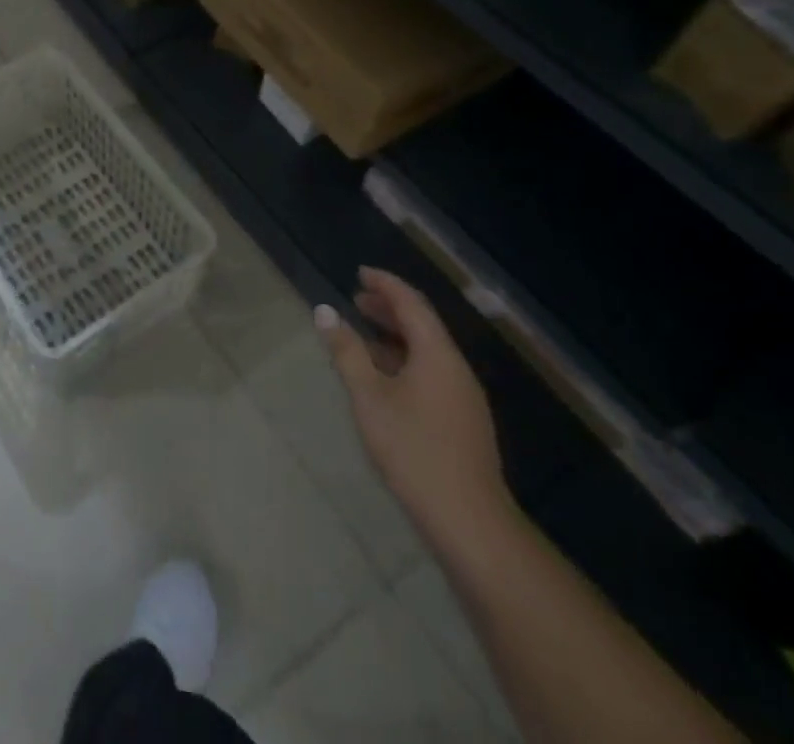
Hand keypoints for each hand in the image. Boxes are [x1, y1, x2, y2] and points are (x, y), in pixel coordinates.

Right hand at [317, 267, 513, 550]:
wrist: (469, 520)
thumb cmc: (413, 449)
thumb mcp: (369, 396)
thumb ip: (347, 351)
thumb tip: (325, 311)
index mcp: (437, 354)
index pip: (411, 303)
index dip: (385, 284)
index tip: (359, 272)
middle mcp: (455, 368)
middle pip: (423, 324)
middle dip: (389, 308)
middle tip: (357, 299)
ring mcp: (463, 396)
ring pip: (428, 350)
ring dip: (396, 335)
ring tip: (364, 334)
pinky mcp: (463, 419)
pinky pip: (432, 372)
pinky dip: (405, 359)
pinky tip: (385, 376)